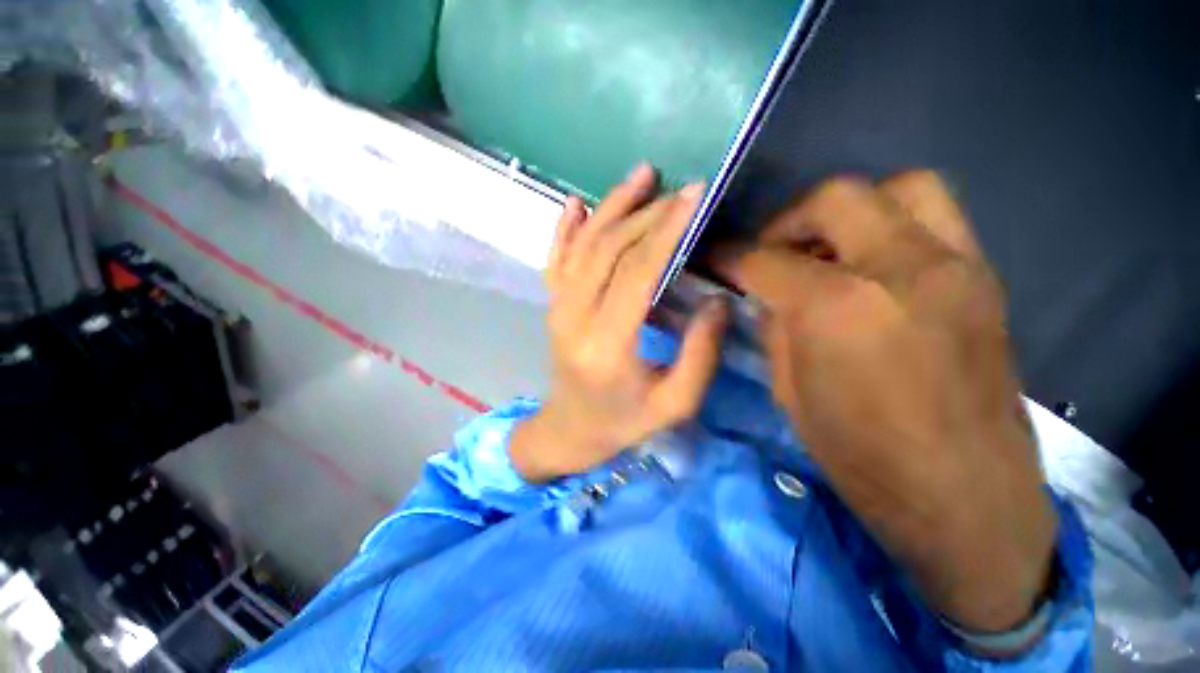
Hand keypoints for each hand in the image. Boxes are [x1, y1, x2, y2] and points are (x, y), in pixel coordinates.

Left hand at [511, 165, 728, 482]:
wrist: (570, 428)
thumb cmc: (623, 422)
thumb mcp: (674, 403)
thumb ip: (701, 353)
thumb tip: (718, 299)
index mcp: (607, 344)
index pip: (638, 272)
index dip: (667, 231)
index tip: (694, 196)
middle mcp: (575, 317)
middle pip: (609, 250)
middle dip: (647, 213)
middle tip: (681, 191)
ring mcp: (557, 307)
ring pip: (583, 245)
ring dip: (612, 206)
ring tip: (642, 175)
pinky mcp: (552, 304)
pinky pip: (556, 257)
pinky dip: (566, 226)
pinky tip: (579, 203)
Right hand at [714, 172, 1054, 635]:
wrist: (965, 498)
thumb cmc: (862, 457)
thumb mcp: (788, 392)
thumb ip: (775, 327)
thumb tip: (765, 292)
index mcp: (839, 308)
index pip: (767, 260)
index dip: (733, 257)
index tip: (718, 259)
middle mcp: (901, 268)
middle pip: (836, 198)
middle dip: (789, 220)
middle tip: (774, 252)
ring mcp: (955, 266)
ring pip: (900, 187)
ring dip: (851, 210)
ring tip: (828, 249)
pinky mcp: (984, 279)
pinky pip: (935, 218)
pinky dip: (891, 226)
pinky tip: (871, 267)